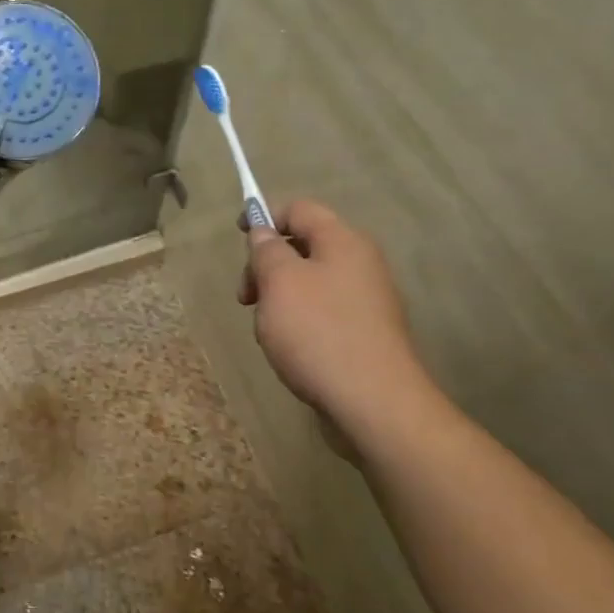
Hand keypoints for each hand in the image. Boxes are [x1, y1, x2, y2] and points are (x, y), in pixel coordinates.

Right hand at [238, 199, 433, 455]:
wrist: (374, 403)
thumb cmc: (318, 332)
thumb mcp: (279, 282)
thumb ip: (266, 250)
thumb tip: (264, 231)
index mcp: (343, 241)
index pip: (299, 209)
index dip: (265, 216)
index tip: (239, 239)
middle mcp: (361, 263)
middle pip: (304, 246)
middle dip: (267, 265)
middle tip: (246, 297)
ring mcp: (367, 300)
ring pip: (310, 282)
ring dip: (280, 297)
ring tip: (267, 330)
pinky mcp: (366, 333)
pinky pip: (323, 312)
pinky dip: (300, 321)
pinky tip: (290, 349)